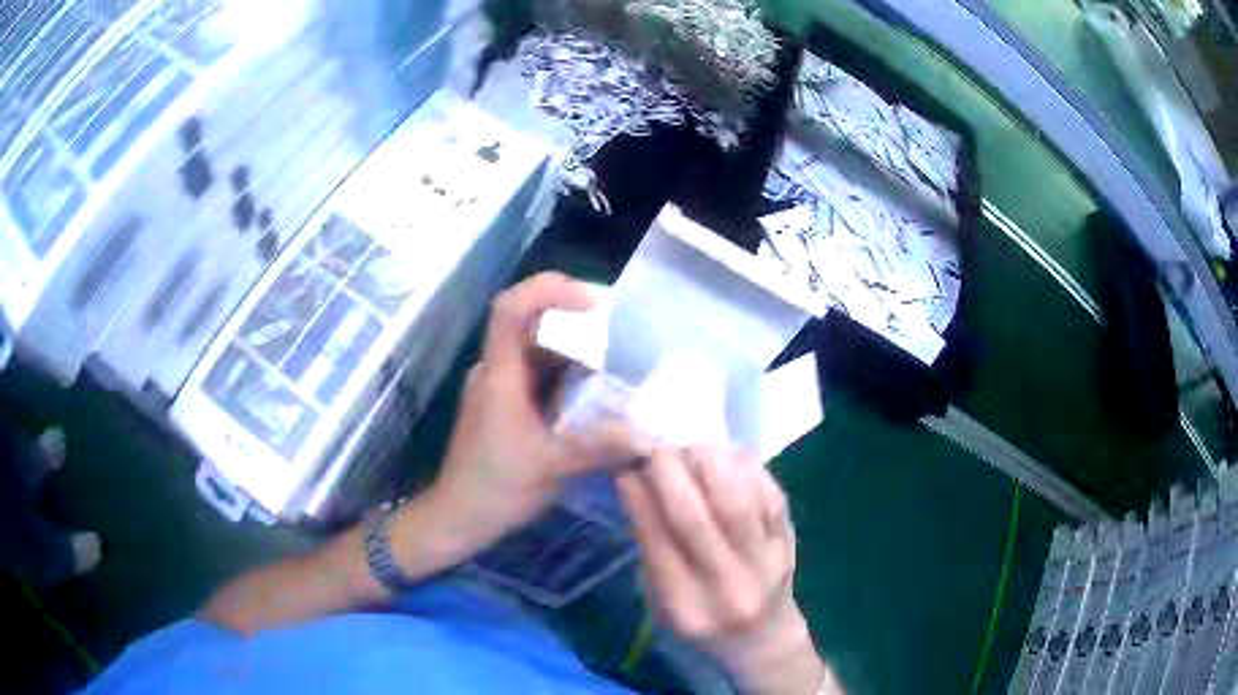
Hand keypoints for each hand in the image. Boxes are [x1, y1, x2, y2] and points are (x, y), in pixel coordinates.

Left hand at [420, 272, 604, 555]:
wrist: (458, 517)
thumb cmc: (495, 487)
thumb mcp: (550, 467)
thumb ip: (601, 448)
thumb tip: (650, 437)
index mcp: (500, 373)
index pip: (512, 307)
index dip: (551, 290)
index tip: (595, 302)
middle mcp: (498, 370)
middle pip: (533, 324)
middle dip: (577, 321)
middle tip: (623, 331)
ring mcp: (503, 387)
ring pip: (541, 352)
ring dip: (578, 351)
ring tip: (620, 361)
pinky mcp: (510, 406)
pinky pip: (543, 376)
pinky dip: (571, 377)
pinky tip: (600, 394)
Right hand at [615, 443, 841, 694]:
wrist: (762, 637)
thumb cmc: (702, 620)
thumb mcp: (661, 601)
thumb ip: (651, 549)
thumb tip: (635, 482)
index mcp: (685, 605)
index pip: (657, 540)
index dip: (639, 495)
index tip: (626, 464)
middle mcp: (727, 586)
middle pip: (695, 518)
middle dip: (670, 472)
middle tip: (656, 447)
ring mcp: (765, 563)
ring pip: (737, 500)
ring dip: (709, 462)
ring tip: (691, 448)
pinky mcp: (788, 542)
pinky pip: (768, 494)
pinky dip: (744, 467)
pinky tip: (726, 456)